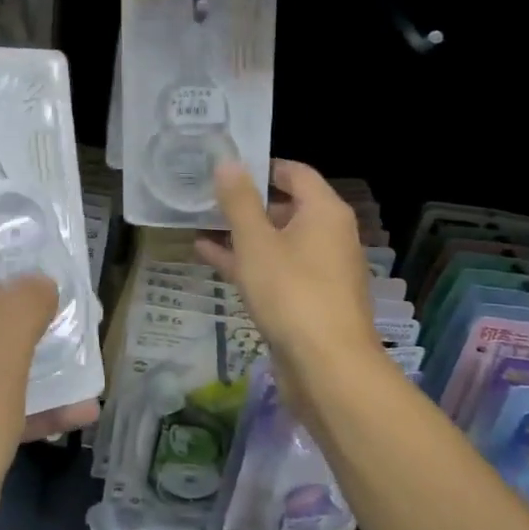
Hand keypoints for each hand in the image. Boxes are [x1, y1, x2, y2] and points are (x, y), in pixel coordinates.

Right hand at [196, 160, 379, 402]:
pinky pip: (275, 270)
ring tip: (200, 225)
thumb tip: (228, 162)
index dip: (261, 166)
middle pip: (286, 207)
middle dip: (246, 203)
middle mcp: (329, 236)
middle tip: (206, 196)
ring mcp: (320, 271)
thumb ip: (239, 201)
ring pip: (277, 241)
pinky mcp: (308, 300)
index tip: (225, 167)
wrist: (327, 367)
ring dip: (242, 234)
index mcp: (324, 213)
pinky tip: (209, 258)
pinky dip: (247, 262)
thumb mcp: (256, 242)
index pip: (295, 173)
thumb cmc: (292, 293)